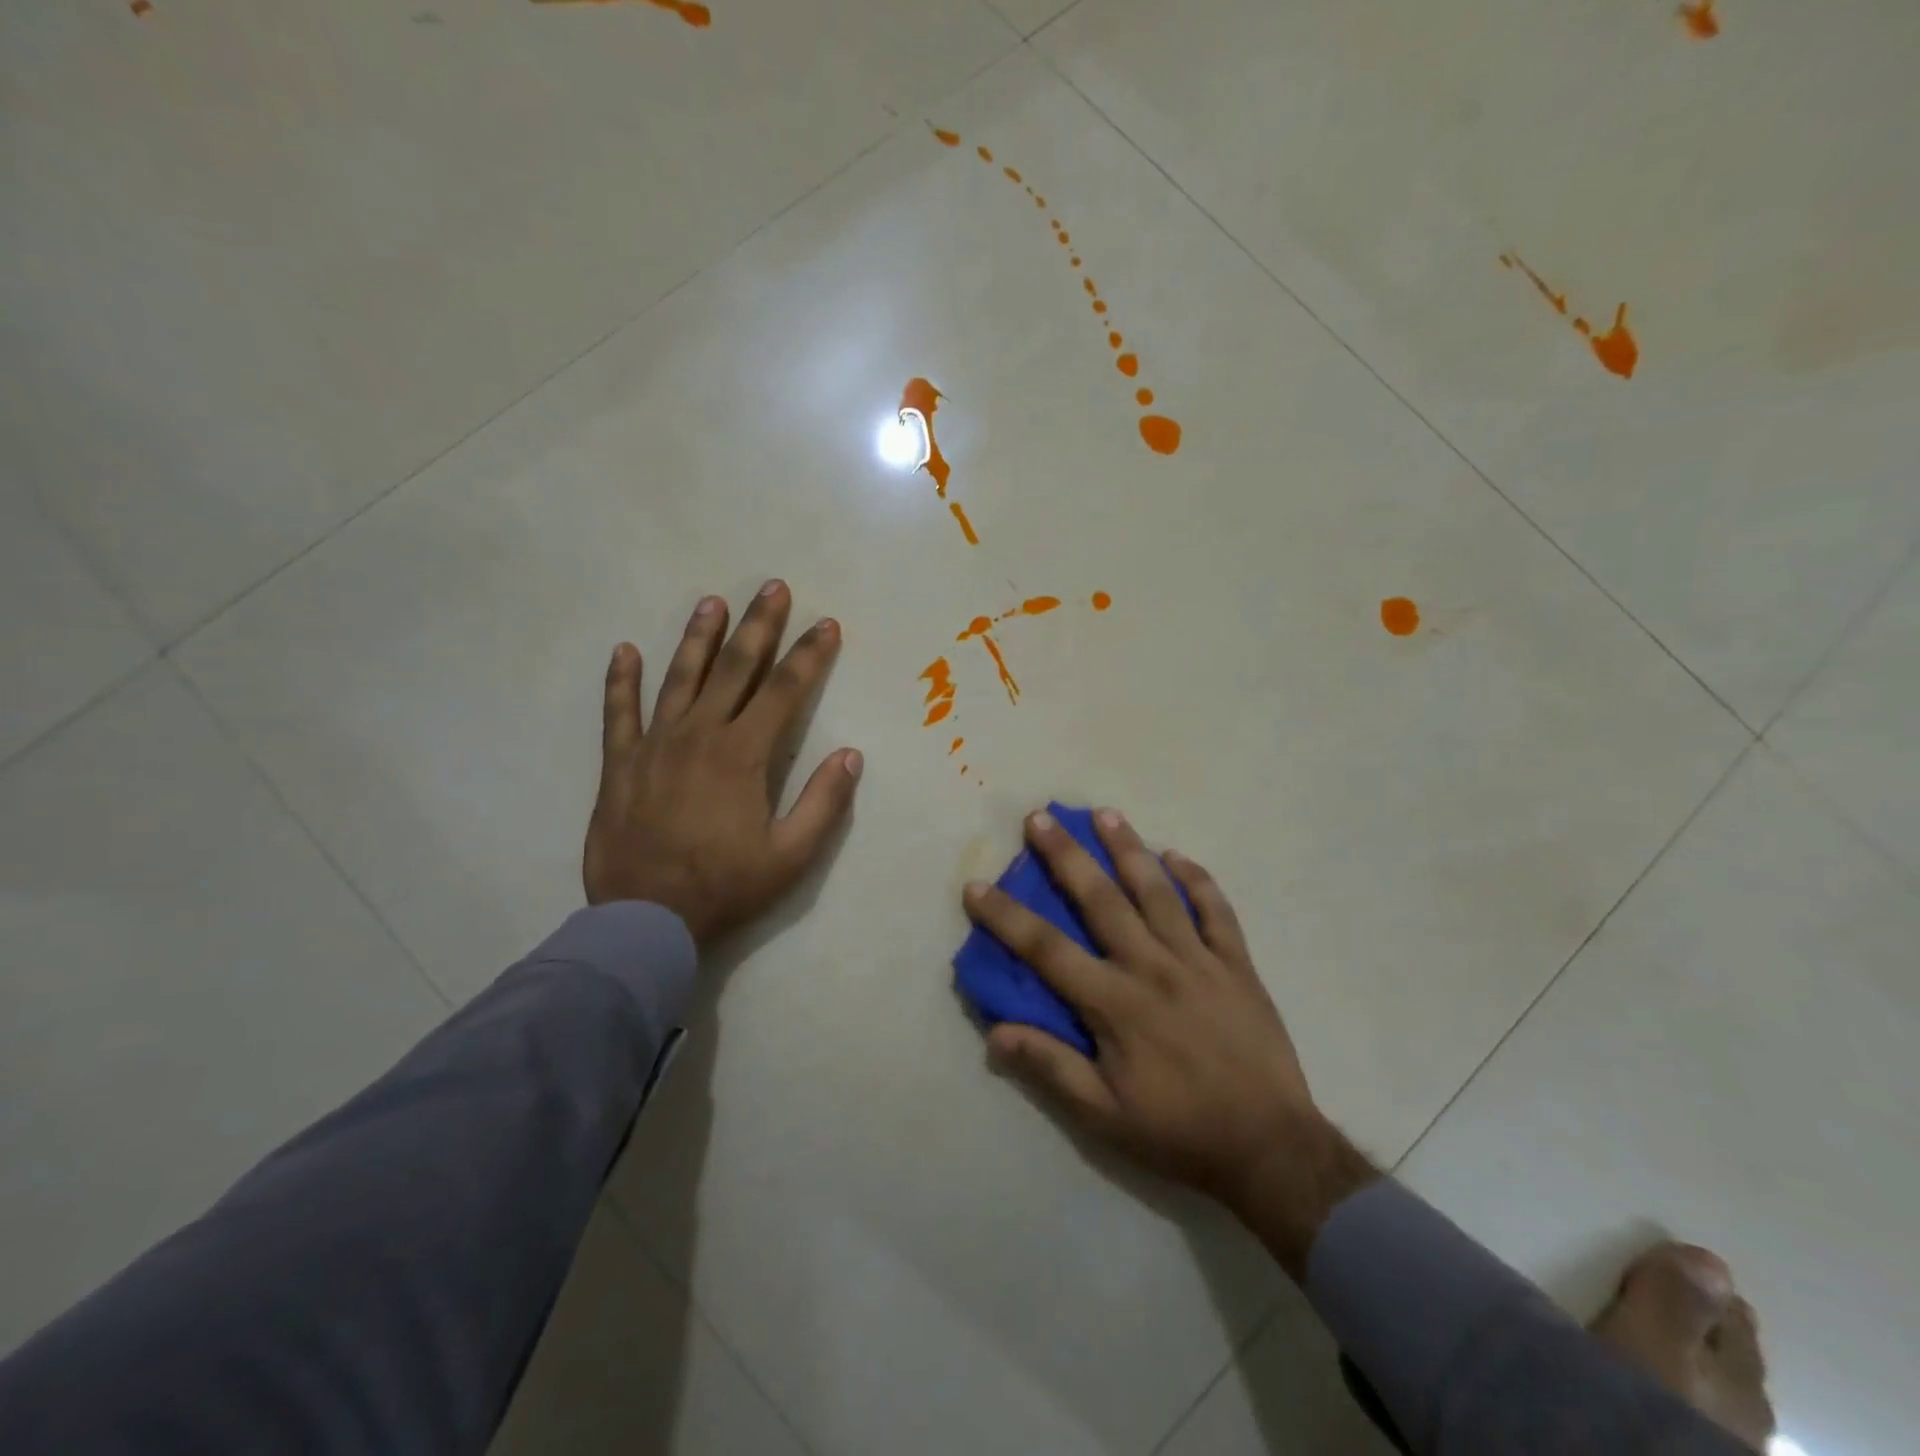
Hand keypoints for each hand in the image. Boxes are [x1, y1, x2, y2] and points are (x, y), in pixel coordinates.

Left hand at [585, 580, 861, 946]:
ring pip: (680, 678)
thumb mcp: (791, 856)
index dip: (809, 655)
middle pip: (735, 669)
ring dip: (699, 637)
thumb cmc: (725, 886)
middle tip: (773, 586)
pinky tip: (625, 651)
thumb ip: (823, 803)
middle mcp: (700, 735)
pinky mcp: (620, 763)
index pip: (785, 691)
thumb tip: (850, 754)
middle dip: (759, 626)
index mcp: (743, 755)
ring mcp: (655, 745)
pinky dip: (620, 681)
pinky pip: (618, 713)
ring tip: (713, 602)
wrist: (645, 919)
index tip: (826, 624)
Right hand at [964, 809, 1374, 1273]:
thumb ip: (1051, 1067)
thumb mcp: (1105, 1117)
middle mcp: (1152, 967)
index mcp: (1115, 1004)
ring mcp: (1199, 960)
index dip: (1007, 917)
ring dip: (1129, 849)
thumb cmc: (1179, 1132)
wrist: (1272, 1148)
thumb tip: (996, 1032)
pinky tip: (1178, 856)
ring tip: (1106, 814)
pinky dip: (1198, 880)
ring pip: (1157, 891)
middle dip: (1066, 856)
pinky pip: (1217, 910)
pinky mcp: (1237, 964)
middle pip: (1101, 900)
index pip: (1047, 949)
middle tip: (1040, 818)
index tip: (976, 886)